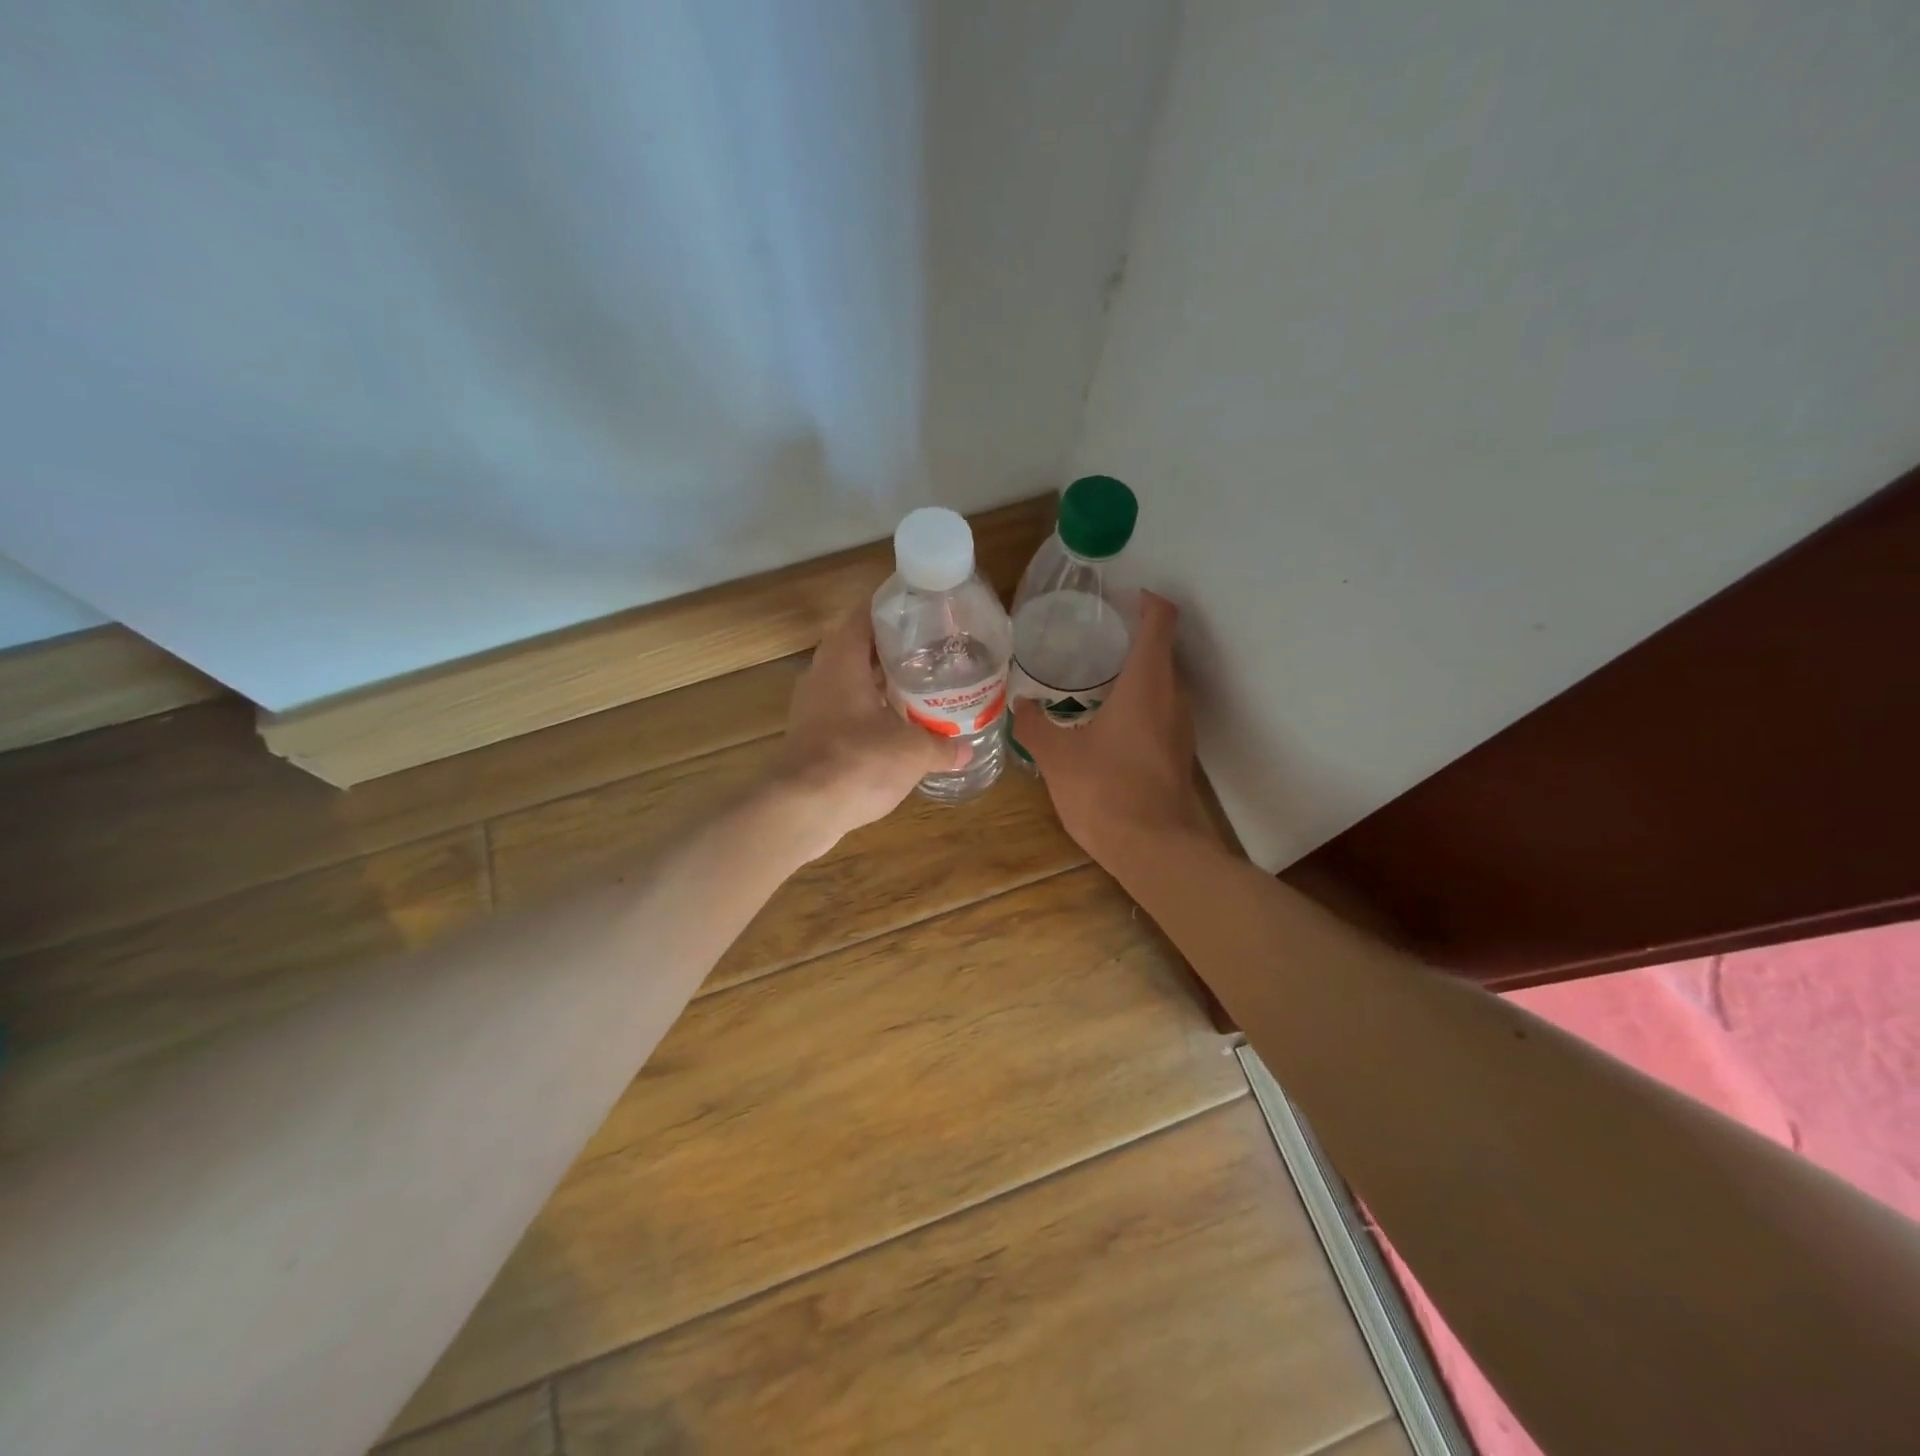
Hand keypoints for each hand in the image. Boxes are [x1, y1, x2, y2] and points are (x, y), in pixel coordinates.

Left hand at [771, 603, 965, 855]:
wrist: (801, 810)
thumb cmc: (858, 762)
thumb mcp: (913, 751)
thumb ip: (942, 745)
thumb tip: (967, 749)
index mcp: (842, 659)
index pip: (865, 614)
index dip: (894, 609)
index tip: (924, 612)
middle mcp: (822, 674)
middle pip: (859, 648)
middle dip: (894, 650)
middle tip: (934, 653)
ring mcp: (811, 707)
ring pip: (851, 682)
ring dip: (881, 684)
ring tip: (922, 688)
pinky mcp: (810, 736)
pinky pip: (845, 711)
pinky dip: (870, 713)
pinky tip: (897, 729)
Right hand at [1013, 591, 1212, 866]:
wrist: (1155, 849)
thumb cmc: (1106, 792)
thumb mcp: (1058, 757)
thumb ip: (1035, 726)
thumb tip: (1019, 705)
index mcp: (1147, 682)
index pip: (1160, 620)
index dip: (1146, 601)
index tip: (1121, 597)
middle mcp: (1172, 695)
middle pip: (1161, 649)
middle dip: (1131, 637)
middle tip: (1090, 637)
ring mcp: (1180, 725)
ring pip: (1162, 681)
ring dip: (1135, 671)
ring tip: (1092, 675)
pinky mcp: (1178, 750)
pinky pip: (1161, 708)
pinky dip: (1139, 701)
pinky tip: (1105, 720)